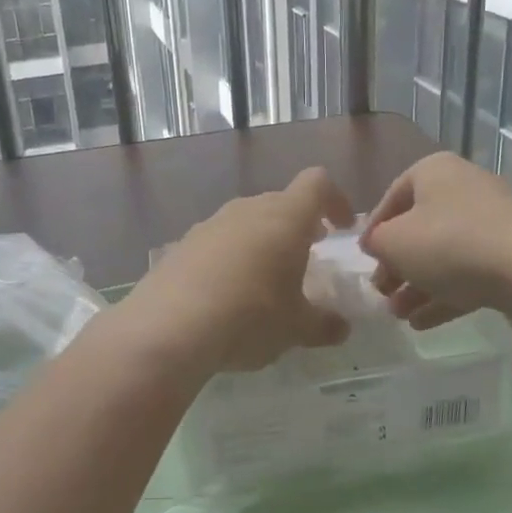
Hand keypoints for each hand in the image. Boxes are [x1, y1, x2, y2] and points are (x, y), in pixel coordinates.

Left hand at [118, 168, 355, 371]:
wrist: (169, 327)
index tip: (342, 228)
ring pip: (246, 221)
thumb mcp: (297, 329)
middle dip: (298, 225)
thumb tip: (341, 327)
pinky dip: (230, 257)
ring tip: (266, 278)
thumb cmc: (249, 318)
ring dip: (263, 241)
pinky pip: (217, 242)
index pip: (317, 183)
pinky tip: (226, 293)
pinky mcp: (181, 244)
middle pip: (280, 202)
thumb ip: (324, 324)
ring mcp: (209, 224)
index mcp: (285, 217)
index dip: (336, 200)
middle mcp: (247, 209)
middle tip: (307, 256)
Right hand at [360, 152, 511, 328]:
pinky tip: (423, 323)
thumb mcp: (393, 242)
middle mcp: (463, 188)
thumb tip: (378, 245)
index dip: (373, 231)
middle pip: (419, 228)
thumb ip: (376, 242)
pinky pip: (468, 272)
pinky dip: (444, 294)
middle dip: (397, 264)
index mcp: (433, 171)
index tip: (364, 261)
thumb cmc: (450, 244)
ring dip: (417, 285)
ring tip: (398, 315)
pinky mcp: (511, 253)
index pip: (391, 198)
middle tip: (381, 292)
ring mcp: (492, 221)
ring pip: (443, 254)